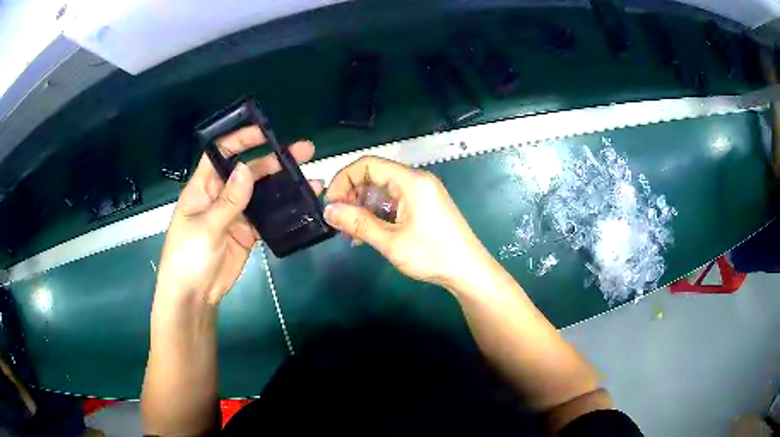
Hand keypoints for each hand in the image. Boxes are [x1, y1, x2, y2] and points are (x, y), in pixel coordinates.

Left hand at [155, 126, 321, 305]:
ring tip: (310, 178)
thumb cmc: (188, 256)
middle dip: (273, 160)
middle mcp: (221, 195)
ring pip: (261, 193)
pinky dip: (283, 211)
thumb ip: (228, 200)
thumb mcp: (206, 227)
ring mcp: (236, 215)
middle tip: (303, 152)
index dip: (240, 140)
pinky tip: (302, 205)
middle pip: (248, 171)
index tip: (264, 132)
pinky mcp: (248, 233)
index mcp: (203, 187)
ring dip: (283, 185)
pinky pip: (267, 218)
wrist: (194, 295)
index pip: (220, 154)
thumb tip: (247, 168)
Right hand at [324, 156, 491, 288]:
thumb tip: (328, 210)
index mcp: (411, 181)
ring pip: (382, 191)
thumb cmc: (433, 255)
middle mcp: (416, 180)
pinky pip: (393, 202)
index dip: (344, 179)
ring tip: (351, 234)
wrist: (468, 271)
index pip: (368, 164)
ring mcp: (421, 193)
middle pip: (374, 176)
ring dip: (363, 209)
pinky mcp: (423, 205)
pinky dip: (377, 214)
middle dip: (352, 196)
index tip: (331, 203)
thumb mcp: (391, 241)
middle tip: (340, 222)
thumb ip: (357, 223)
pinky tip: (367, 234)